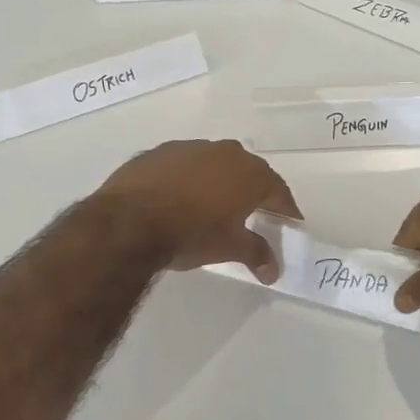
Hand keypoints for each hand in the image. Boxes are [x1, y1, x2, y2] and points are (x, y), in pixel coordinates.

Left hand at [93, 140, 301, 283]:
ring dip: (219, 182)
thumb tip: (274, 271)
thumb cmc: (191, 234)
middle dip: (254, 192)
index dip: (285, 209)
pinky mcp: (159, 152)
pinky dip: (189, 179)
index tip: (290, 222)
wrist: (129, 221)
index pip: (278, 190)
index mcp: (249, 173)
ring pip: (214, 164)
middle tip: (255, 213)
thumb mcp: (229, 248)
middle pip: (248, 172)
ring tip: (214, 206)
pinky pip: (184, 166)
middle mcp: (225, 152)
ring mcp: (190, 148)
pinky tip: (179, 198)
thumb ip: (256, 254)